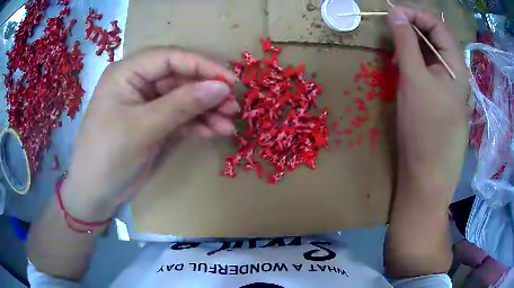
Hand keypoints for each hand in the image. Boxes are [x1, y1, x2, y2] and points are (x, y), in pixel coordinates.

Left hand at [61, 48, 238, 220]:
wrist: (96, 193)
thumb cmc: (108, 156)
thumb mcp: (143, 128)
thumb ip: (181, 105)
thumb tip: (222, 87)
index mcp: (128, 73)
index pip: (171, 58)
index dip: (203, 66)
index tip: (230, 81)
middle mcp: (139, 83)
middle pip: (180, 78)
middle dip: (208, 91)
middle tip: (234, 105)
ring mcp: (148, 104)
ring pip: (184, 99)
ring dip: (208, 109)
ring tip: (230, 122)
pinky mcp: (155, 124)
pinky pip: (181, 118)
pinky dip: (199, 124)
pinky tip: (216, 131)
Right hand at [388, 7, 469, 193]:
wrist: (426, 175)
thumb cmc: (424, 129)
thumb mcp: (414, 79)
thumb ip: (405, 42)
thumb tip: (395, 13)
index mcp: (456, 66)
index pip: (438, 25)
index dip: (416, 14)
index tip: (392, 13)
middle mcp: (455, 73)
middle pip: (436, 38)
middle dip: (413, 29)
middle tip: (391, 31)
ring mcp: (448, 87)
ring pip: (431, 55)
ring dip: (411, 47)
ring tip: (394, 52)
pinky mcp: (439, 99)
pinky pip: (428, 71)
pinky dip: (414, 63)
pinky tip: (402, 70)